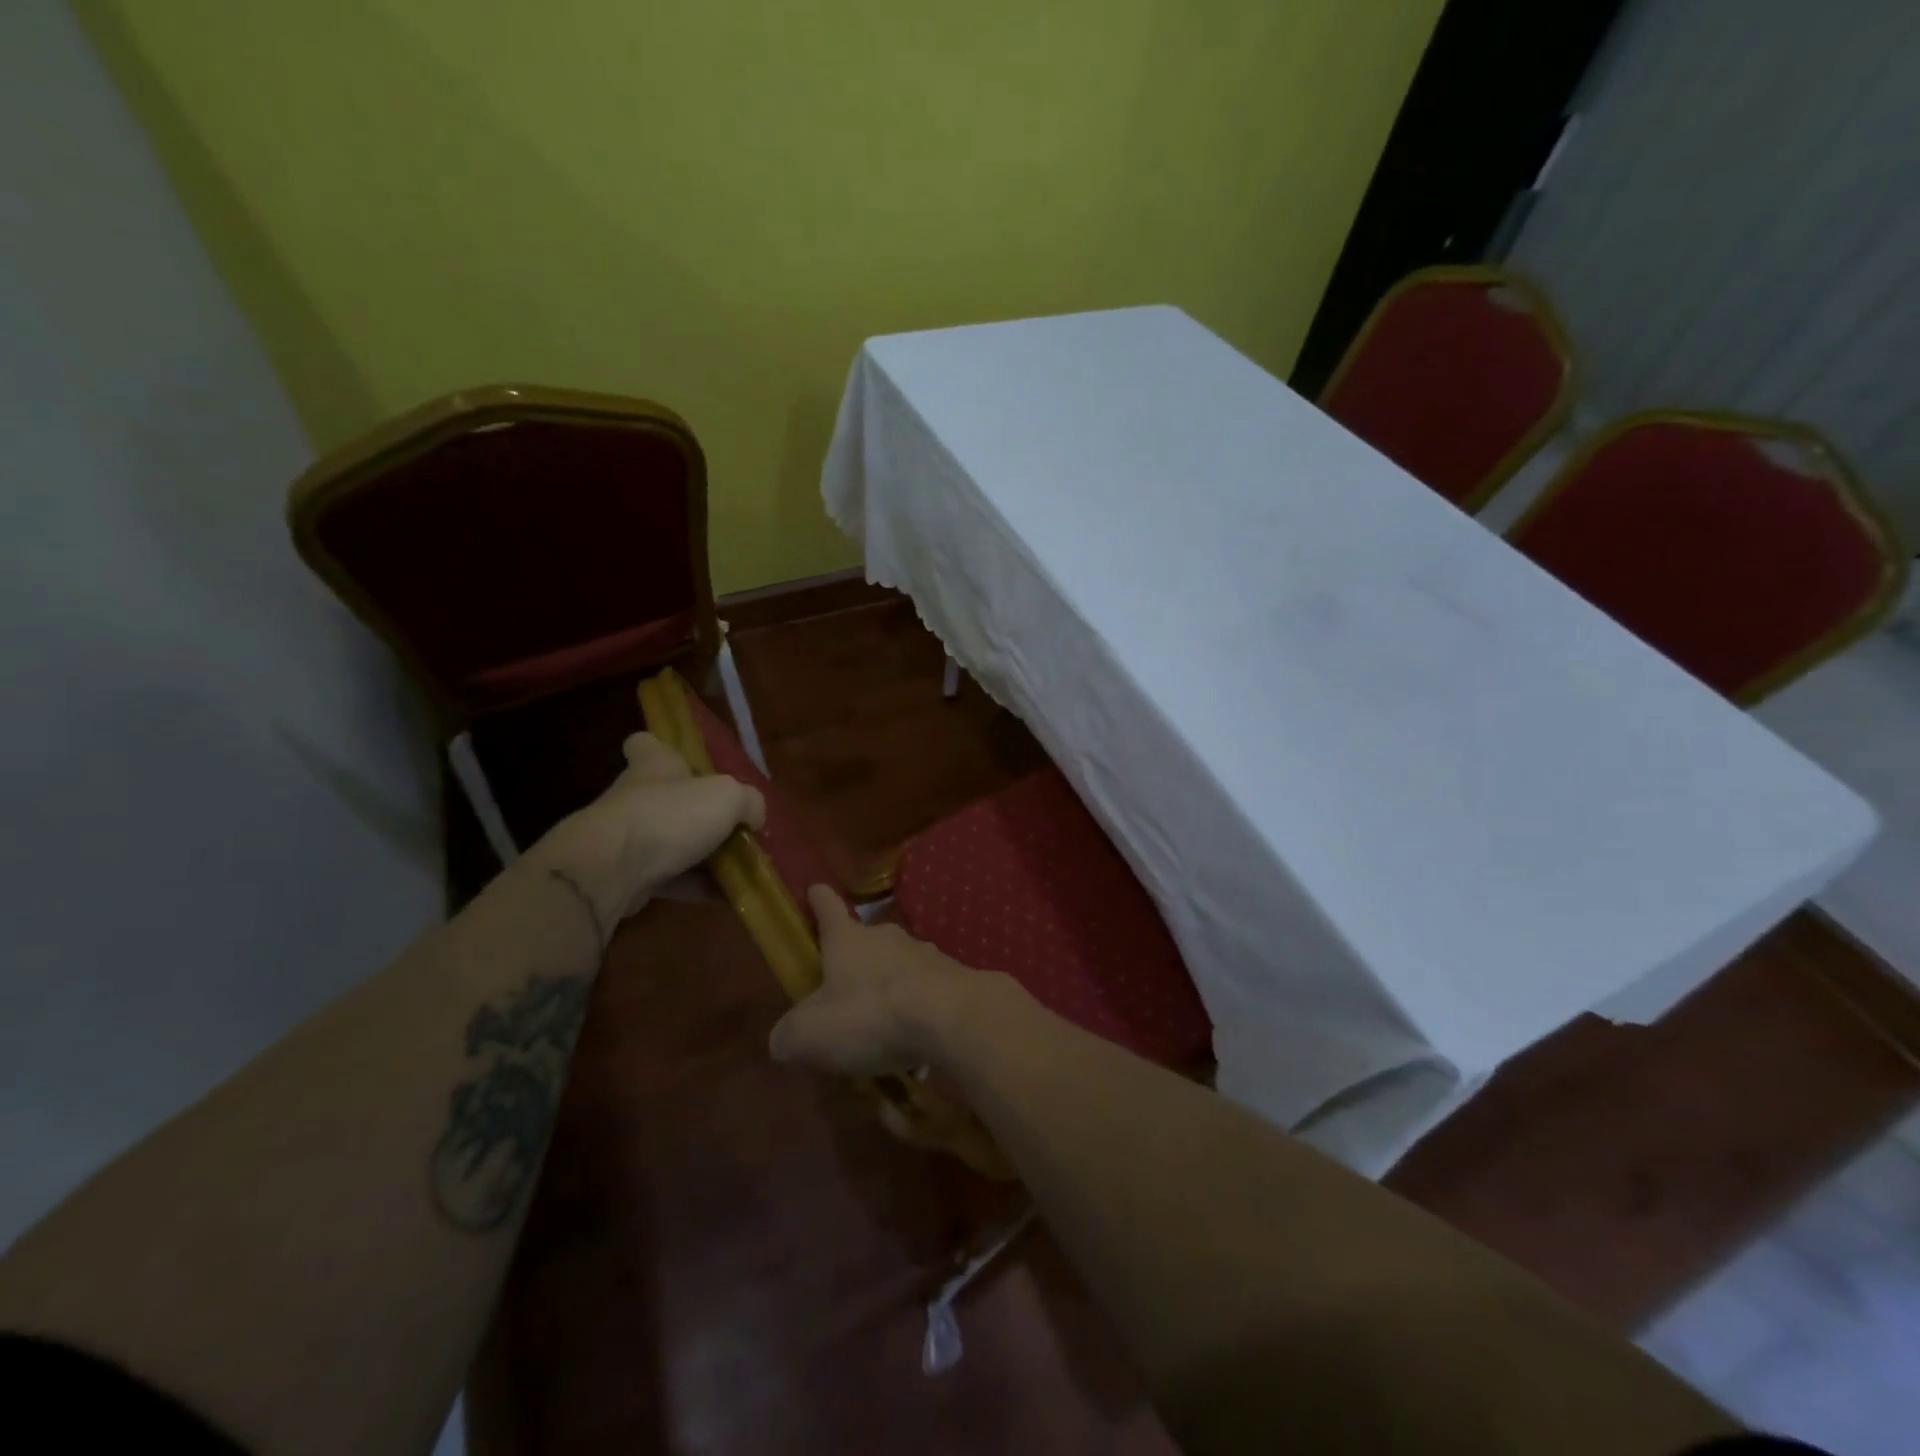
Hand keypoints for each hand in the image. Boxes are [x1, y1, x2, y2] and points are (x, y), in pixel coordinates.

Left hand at [528, 732, 764, 932]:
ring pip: (670, 842)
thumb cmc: (671, 815)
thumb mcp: (728, 797)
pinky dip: (697, 888)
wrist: (612, 869)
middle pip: (666, 798)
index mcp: (654, 765)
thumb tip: (753, 816)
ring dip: (702, 856)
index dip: (663, 748)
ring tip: (740, 869)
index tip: (684, 763)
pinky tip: (726, 898)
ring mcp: (627, 838)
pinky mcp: (626, 876)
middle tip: (732, 828)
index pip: (647, 744)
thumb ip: (749, 802)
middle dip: (696, 813)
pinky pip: (670, 879)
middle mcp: (636, 796)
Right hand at [769, 886, 982, 1076]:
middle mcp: (886, 937)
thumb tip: (784, 1040)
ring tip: (882, 1028)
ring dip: (888, 989)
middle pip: (865, 940)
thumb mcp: (810, 1035)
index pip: (827, 907)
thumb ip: (789, 1036)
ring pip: (898, 967)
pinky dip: (917, 1012)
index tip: (814, 889)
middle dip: (855, 961)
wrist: (949, 1017)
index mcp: (847, 939)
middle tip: (843, 994)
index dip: (818, 899)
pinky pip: (926, 993)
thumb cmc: (869, 1015)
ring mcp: (924, 954)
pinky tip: (915, 1046)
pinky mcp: (953, 978)